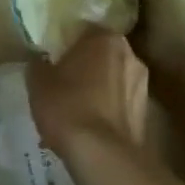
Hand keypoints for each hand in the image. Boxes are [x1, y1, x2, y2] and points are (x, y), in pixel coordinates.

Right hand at [26, 28, 148, 156]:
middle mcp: (130, 55)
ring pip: (114, 81)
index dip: (68, 44)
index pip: (85, 31)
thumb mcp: (38, 82)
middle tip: (65, 82)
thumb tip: (41, 61)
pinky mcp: (146, 113)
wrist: (101, 154)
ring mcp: (143, 85)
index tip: (55, 58)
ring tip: (76, 111)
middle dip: (87, 67)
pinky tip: (89, 128)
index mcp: (104, 39)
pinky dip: (107, 111)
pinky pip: (120, 104)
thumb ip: (39, 64)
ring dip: (99, 90)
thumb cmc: (66, 106)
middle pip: (103, 55)